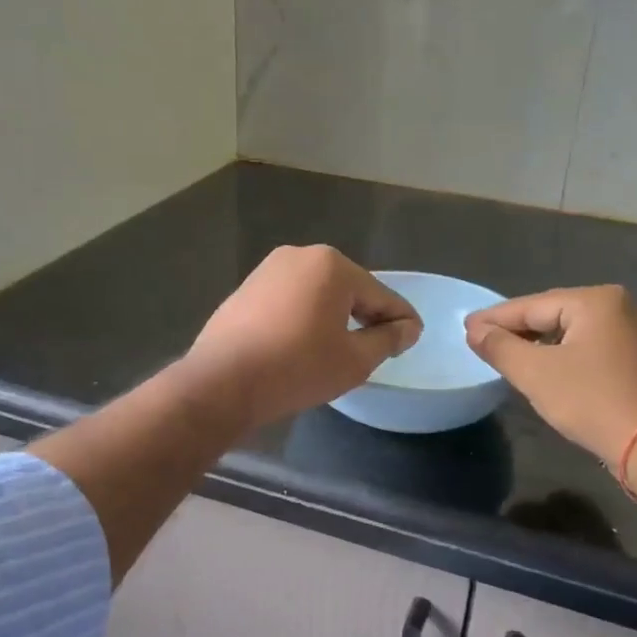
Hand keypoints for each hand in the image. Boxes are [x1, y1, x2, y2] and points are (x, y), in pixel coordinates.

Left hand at [179, 246, 421, 429]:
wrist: (222, 381)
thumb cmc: (298, 367)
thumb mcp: (354, 360)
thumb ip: (387, 340)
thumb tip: (408, 328)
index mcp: (333, 266)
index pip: (380, 295)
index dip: (400, 319)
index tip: (413, 337)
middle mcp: (300, 255)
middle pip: (348, 289)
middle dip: (366, 315)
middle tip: (379, 346)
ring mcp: (268, 270)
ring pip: (317, 294)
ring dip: (334, 316)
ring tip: (342, 348)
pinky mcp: (246, 289)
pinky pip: (290, 301)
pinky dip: (305, 318)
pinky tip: (304, 344)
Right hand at [466, 286, 636, 461]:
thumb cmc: (591, 401)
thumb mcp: (536, 373)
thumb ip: (501, 347)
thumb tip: (475, 330)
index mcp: (596, 301)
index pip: (533, 305)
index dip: (495, 318)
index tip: (466, 326)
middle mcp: (622, 306)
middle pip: (555, 313)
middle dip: (518, 328)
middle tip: (483, 339)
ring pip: (574, 331)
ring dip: (541, 342)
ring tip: (509, 353)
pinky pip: (593, 346)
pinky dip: (566, 353)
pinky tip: (547, 366)